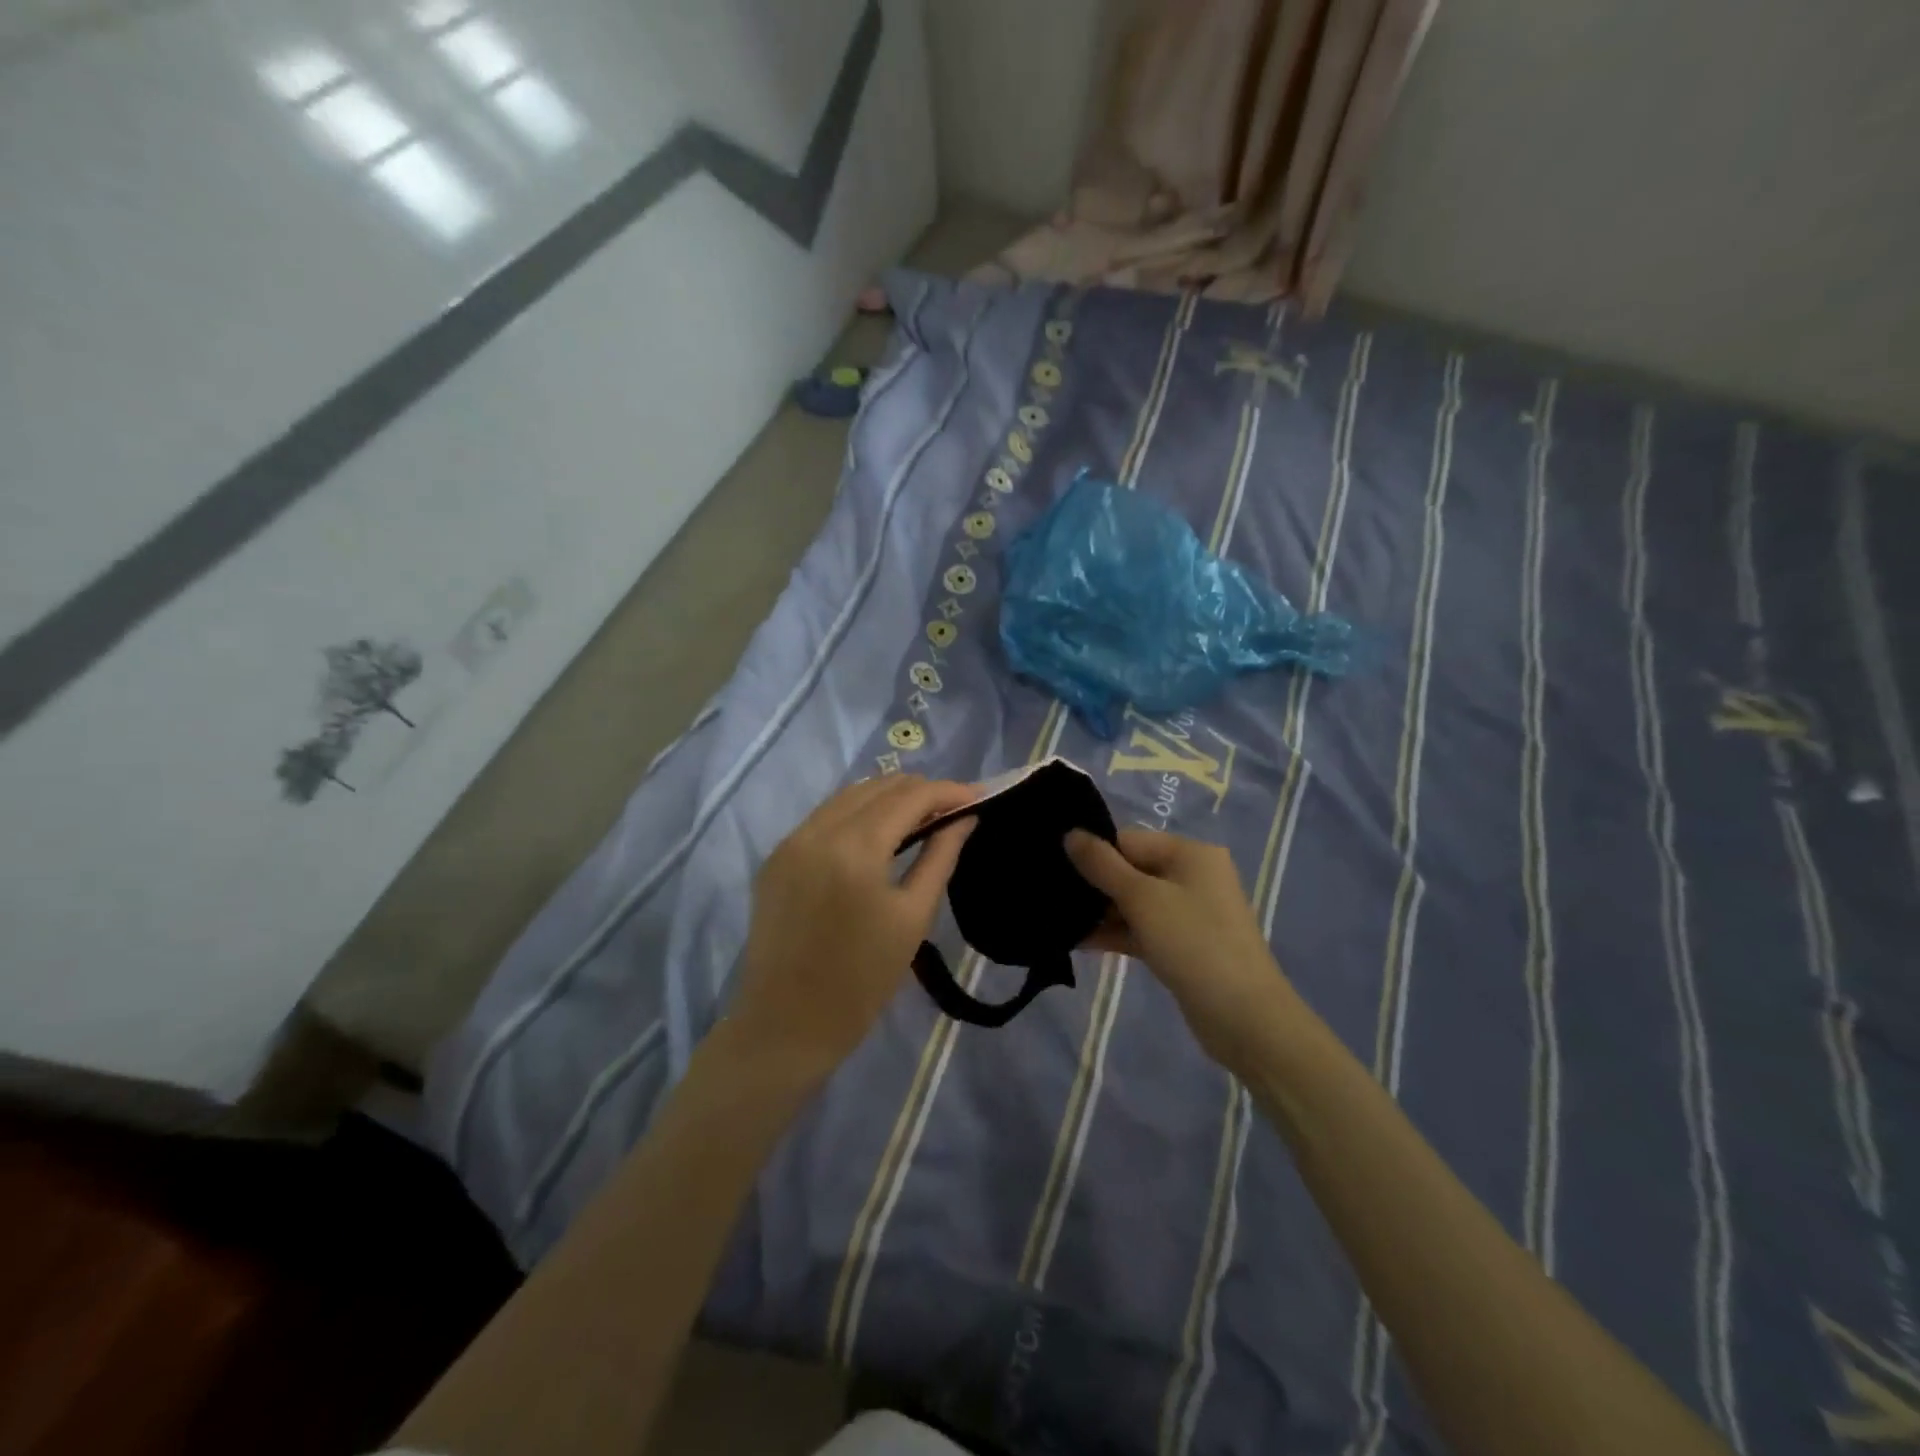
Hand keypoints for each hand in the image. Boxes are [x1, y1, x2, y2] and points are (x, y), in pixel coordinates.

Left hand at [724, 775, 977, 1084]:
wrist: (788, 1024)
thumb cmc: (862, 980)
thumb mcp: (913, 917)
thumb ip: (941, 856)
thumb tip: (964, 817)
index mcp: (855, 849)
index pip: (910, 797)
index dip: (949, 791)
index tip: (978, 796)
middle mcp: (817, 831)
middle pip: (878, 786)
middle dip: (920, 791)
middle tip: (953, 809)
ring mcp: (790, 841)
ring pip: (848, 795)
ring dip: (888, 798)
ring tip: (921, 816)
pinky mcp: (776, 856)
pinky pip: (824, 816)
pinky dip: (857, 813)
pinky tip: (878, 832)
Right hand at [1065, 829, 1299, 1069]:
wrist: (1245, 1017)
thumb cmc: (1193, 943)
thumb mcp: (1142, 898)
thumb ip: (1102, 865)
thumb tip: (1070, 834)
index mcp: (1190, 853)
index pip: (1129, 840)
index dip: (1094, 854)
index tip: (1056, 870)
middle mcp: (1193, 875)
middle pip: (1131, 869)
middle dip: (1095, 885)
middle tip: (1052, 898)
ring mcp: (1190, 912)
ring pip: (1135, 902)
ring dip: (1101, 912)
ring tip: (1059, 922)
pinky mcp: (1184, 944)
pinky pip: (1143, 928)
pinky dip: (1117, 933)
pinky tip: (1080, 942)